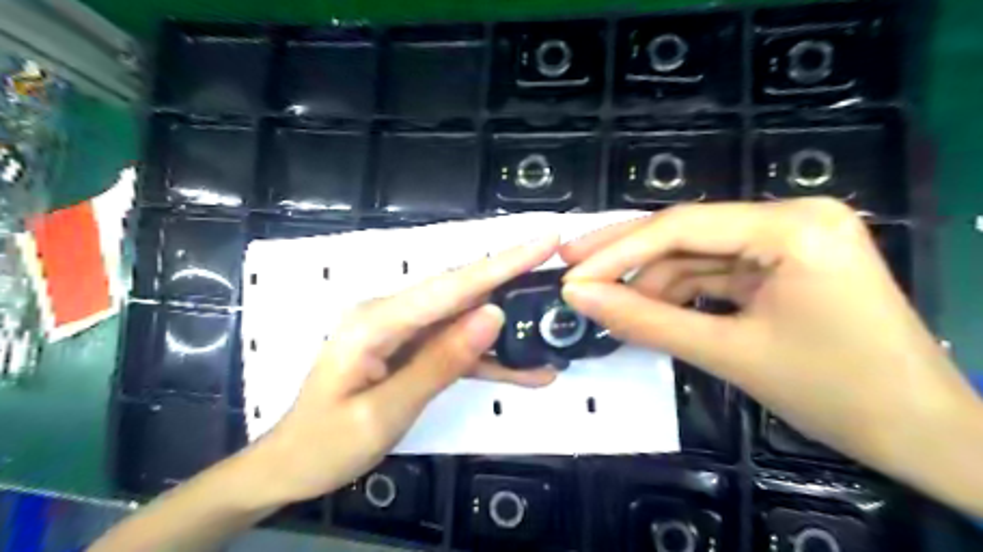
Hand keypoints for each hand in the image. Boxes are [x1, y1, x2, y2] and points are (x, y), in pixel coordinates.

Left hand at [255, 238, 560, 504]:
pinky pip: (454, 346)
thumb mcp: (384, 411)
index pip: (452, 285)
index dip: (502, 263)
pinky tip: (523, 371)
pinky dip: (487, 357)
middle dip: (512, 278)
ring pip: (464, 319)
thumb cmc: (327, 444)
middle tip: (558, 269)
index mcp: (378, 320)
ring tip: (550, 330)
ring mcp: (402, 330)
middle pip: (462, 291)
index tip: (545, 241)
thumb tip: (492, 315)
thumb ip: (439, 362)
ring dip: (506, 327)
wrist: (293, 465)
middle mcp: (392, 313)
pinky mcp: (411, 348)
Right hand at [556, 201, 977, 498]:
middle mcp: (791, 216)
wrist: (921, 434)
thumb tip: (579, 297)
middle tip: (570, 264)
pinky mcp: (784, 262)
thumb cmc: (834, 394)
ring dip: (652, 282)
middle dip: (626, 254)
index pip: (680, 227)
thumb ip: (645, 320)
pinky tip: (650, 309)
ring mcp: (789, 238)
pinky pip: (716, 271)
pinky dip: (681, 292)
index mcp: (792, 226)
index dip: (617, 252)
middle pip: (686, 231)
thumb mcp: (727, 353)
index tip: (570, 275)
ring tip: (612, 307)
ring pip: (697, 253)